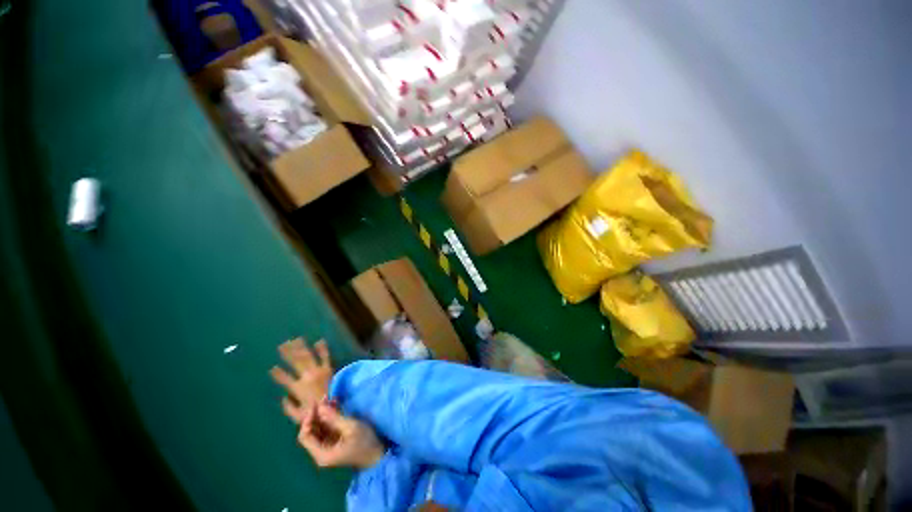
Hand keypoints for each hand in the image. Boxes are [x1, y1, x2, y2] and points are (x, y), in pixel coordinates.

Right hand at [270, 338, 332, 409]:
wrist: (333, 408)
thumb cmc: (316, 413)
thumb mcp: (298, 416)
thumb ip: (289, 408)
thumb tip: (283, 398)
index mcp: (297, 388)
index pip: (284, 379)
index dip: (277, 374)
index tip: (272, 368)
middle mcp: (306, 377)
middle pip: (295, 362)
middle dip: (288, 353)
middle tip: (282, 344)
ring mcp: (318, 371)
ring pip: (307, 356)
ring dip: (301, 347)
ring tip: (296, 339)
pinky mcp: (329, 368)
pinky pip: (325, 357)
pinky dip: (323, 349)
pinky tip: (320, 340)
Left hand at [289, 401, 384, 469]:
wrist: (377, 454)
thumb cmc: (364, 442)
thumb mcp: (351, 428)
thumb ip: (334, 418)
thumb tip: (321, 407)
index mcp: (322, 454)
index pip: (305, 436)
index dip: (307, 420)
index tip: (316, 405)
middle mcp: (321, 451)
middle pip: (311, 431)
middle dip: (316, 414)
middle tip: (324, 398)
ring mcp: (327, 446)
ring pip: (319, 428)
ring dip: (323, 413)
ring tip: (330, 399)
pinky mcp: (334, 441)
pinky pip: (327, 427)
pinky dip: (329, 416)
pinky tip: (334, 405)